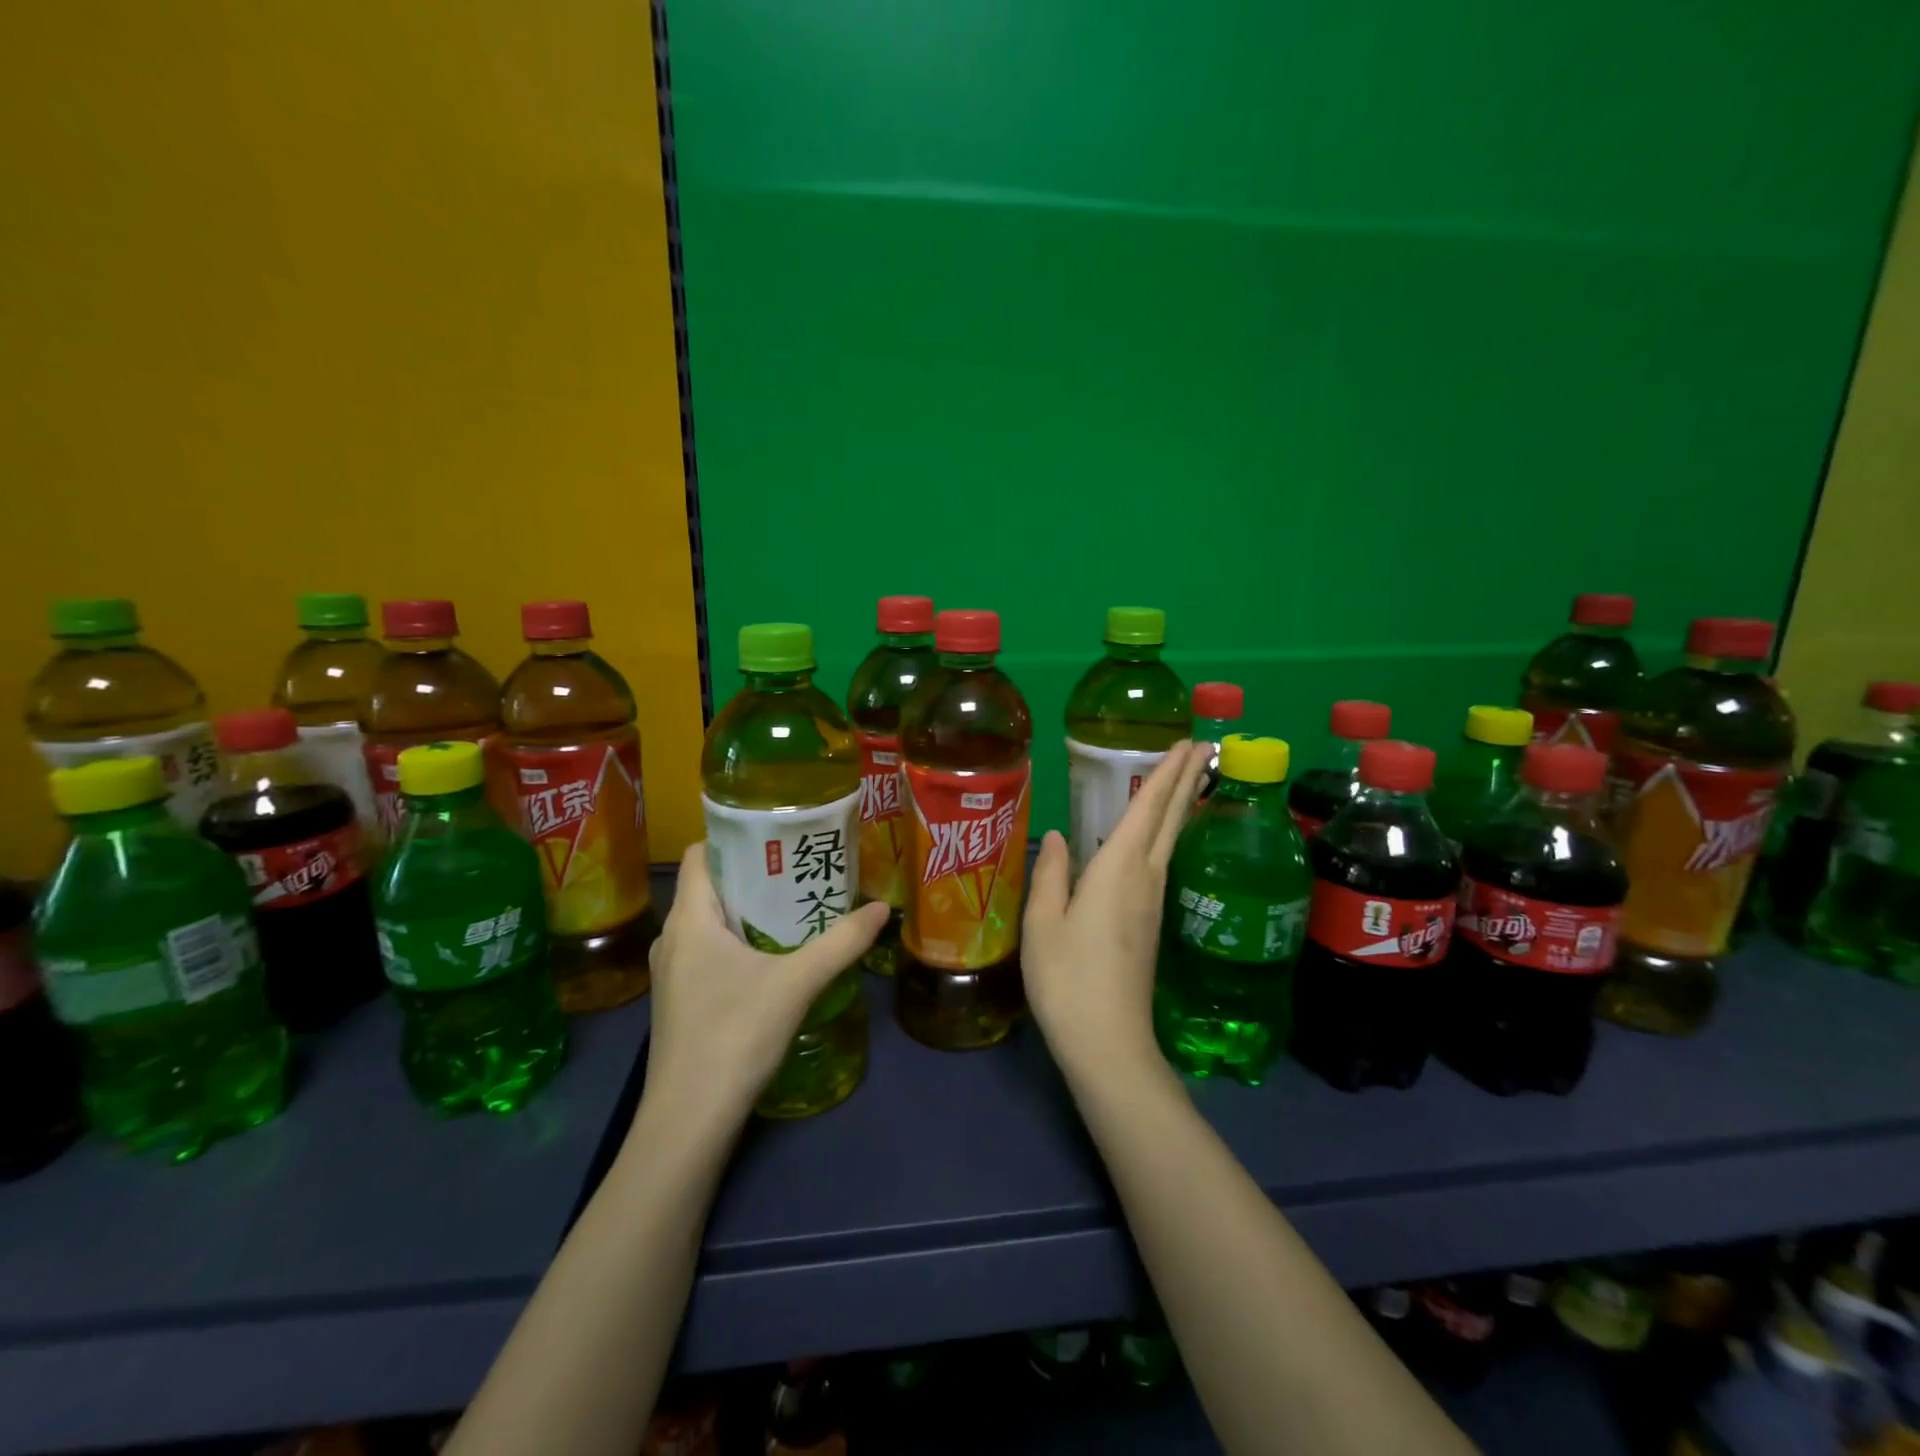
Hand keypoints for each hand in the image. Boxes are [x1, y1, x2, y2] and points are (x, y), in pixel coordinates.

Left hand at [643, 842, 887, 1132]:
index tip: (778, 834)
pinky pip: (711, 952)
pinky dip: (742, 942)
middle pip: (712, 887)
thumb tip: (882, 909)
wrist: (689, 1122)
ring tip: (797, 906)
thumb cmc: (733, 1036)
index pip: (699, 855)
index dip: (734, 838)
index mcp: (690, 920)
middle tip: (801, 868)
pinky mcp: (683, 1001)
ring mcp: (675, 974)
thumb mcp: (796, 983)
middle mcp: (674, 939)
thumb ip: (841, 943)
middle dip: (755, 874)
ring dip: (751, 911)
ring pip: (712, 923)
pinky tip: (777, 956)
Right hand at [1022, 740, 1208, 1081]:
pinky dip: (1165, 835)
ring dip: (1180, 805)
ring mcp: (1152, 903)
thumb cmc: (1067, 979)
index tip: (1187, 743)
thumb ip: (1050, 874)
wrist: (1109, 1042)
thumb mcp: (1042, 924)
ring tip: (1185, 778)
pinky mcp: (1151, 924)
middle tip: (1205, 746)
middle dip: (1187, 780)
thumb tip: (1059, 835)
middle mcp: (1144, 879)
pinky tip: (1156, 837)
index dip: (1167, 773)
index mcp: (1117, 870)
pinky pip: (1160, 863)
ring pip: (1170, 841)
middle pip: (1172, 820)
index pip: (1148, 809)